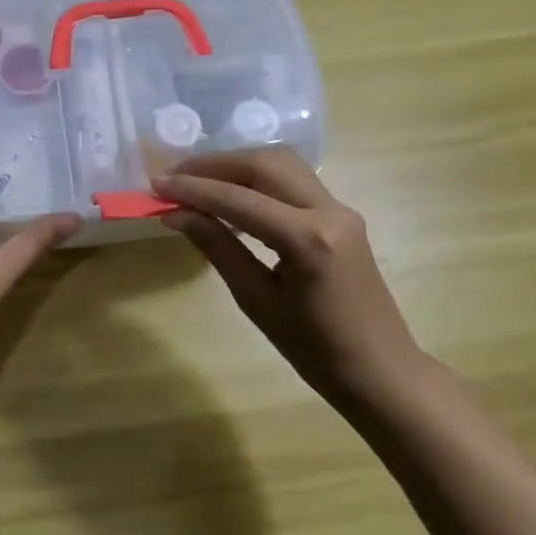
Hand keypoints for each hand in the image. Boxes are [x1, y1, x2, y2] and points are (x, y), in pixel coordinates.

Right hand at [154, 147, 425, 404]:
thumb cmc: (315, 350)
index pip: (239, 199)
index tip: (156, 186)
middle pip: (263, 164)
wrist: (379, 371)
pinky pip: (293, 179)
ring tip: (196, 178)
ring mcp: (340, 208)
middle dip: (214, 164)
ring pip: (281, 163)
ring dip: (236, 164)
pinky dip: (257, 176)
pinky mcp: (341, 213)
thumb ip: (217, 248)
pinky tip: (231, 191)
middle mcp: (328, 210)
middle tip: (173, 176)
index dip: (194, 189)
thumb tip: (175, 214)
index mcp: (308, 240)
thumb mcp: (256, 300)